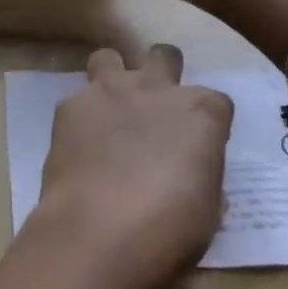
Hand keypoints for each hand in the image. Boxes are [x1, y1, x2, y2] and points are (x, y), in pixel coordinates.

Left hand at [37, 44, 233, 282]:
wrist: (97, 231)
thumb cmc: (167, 230)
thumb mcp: (206, 213)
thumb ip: (201, 178)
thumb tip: (192, 173)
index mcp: (200, 113)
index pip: (217, 103)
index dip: (209, 125)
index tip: (201, 148)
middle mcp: (156, 88)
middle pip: (165, 57)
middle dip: (163, 73)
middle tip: (156, 109)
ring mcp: (109, 91)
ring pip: (109, 58)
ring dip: (113, 79)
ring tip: (110, 112)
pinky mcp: (70, 105)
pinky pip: (77, 101)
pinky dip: (80, 118)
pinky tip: (79, 147)